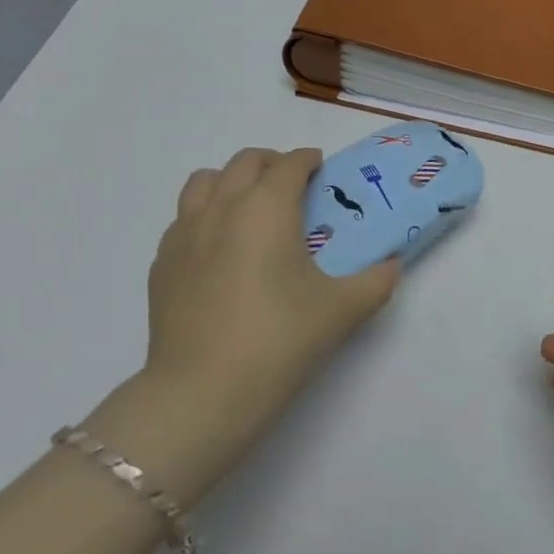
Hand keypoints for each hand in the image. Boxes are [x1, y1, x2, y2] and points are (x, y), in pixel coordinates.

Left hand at [98, 148, 397, 505]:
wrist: (203, 392)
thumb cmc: (279, 340)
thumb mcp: (342, 310)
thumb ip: (376, 281)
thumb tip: (392, 265)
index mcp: (267, 208)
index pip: (289, 164)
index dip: (308, 161)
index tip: (321, 170)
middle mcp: (221, 207)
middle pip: (244, 162)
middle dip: (271, 163)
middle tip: (291, 187)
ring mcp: (184, 233)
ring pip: (204, 182)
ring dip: (231, 181)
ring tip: (250, 208)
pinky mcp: (162, 263)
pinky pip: (183, 219)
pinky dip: (205, 216)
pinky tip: (219, 250)